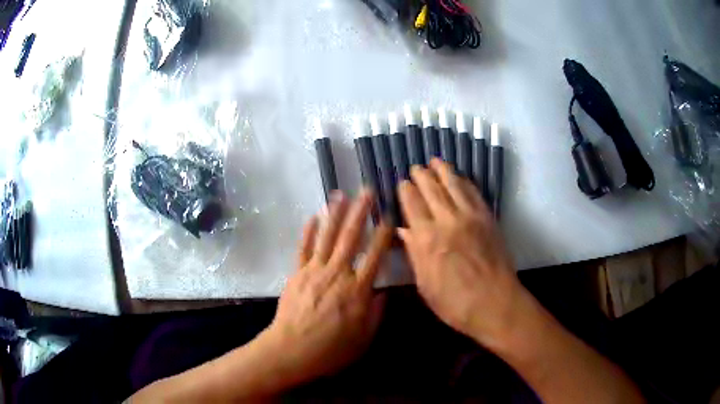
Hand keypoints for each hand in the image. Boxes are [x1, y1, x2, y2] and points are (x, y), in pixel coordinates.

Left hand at [263, 189, 392, 384]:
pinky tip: (314, 216)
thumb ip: (376, 313)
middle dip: (360, 212)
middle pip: (351, 238)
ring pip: (327, 237)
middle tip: (367, 191)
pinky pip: (304, 249)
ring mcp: (314, 271)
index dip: (383, 235)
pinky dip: (309, 232)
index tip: (389, 217)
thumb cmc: (331, 349)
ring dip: (335, 214)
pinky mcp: (297, 274)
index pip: (375, 256)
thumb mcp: (364, 338)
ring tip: (341, 194)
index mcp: (357, 290)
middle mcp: (337, 274)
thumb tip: (384, 292)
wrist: (292, 350)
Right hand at [398, 159, 531, 349]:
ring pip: (453, 185)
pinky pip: (474, 193)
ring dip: (443, 171)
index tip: (403, 182)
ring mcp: (470, 217)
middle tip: (417, 167)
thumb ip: (414, 255)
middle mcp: (446, 221)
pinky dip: (465, 182)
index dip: (406, 190)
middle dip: (422, 175)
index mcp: (426, 239)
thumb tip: (404, 231)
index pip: (412, 205)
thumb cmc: (455, 303)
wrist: (495, 303)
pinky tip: (461, 178)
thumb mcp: (425, 285)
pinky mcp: (487, 218)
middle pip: (431, 190)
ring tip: (436, 161)